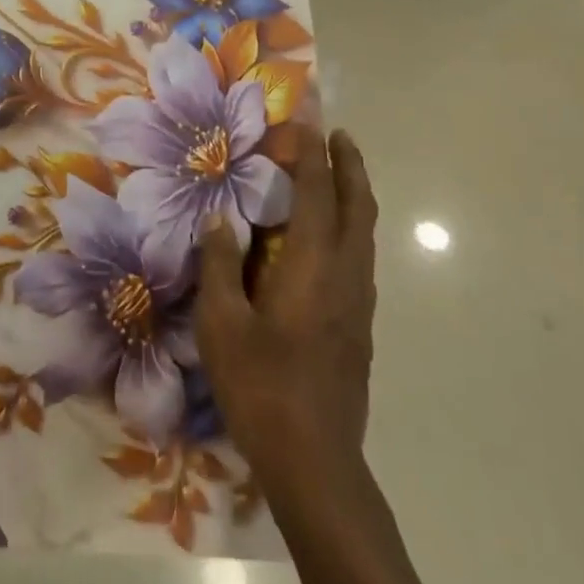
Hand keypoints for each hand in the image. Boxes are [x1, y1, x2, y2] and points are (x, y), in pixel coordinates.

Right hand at [197, 126, 378, 490]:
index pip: (317, 195)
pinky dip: (349, 227)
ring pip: (364, 233)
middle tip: (338, 135)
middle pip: (358, 207)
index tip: (309, 121)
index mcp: (313, 267)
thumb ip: (220, 265)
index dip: (312, 154)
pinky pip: (358, 257)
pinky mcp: (359, 326)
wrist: (316, 462)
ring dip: (354, 195)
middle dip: (350, 166)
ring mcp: (359, 303)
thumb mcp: (222, 325)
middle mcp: (346, 276)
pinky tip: (326, 238)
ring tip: (335, 174)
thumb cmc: (261, 387)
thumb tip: (219, 219)